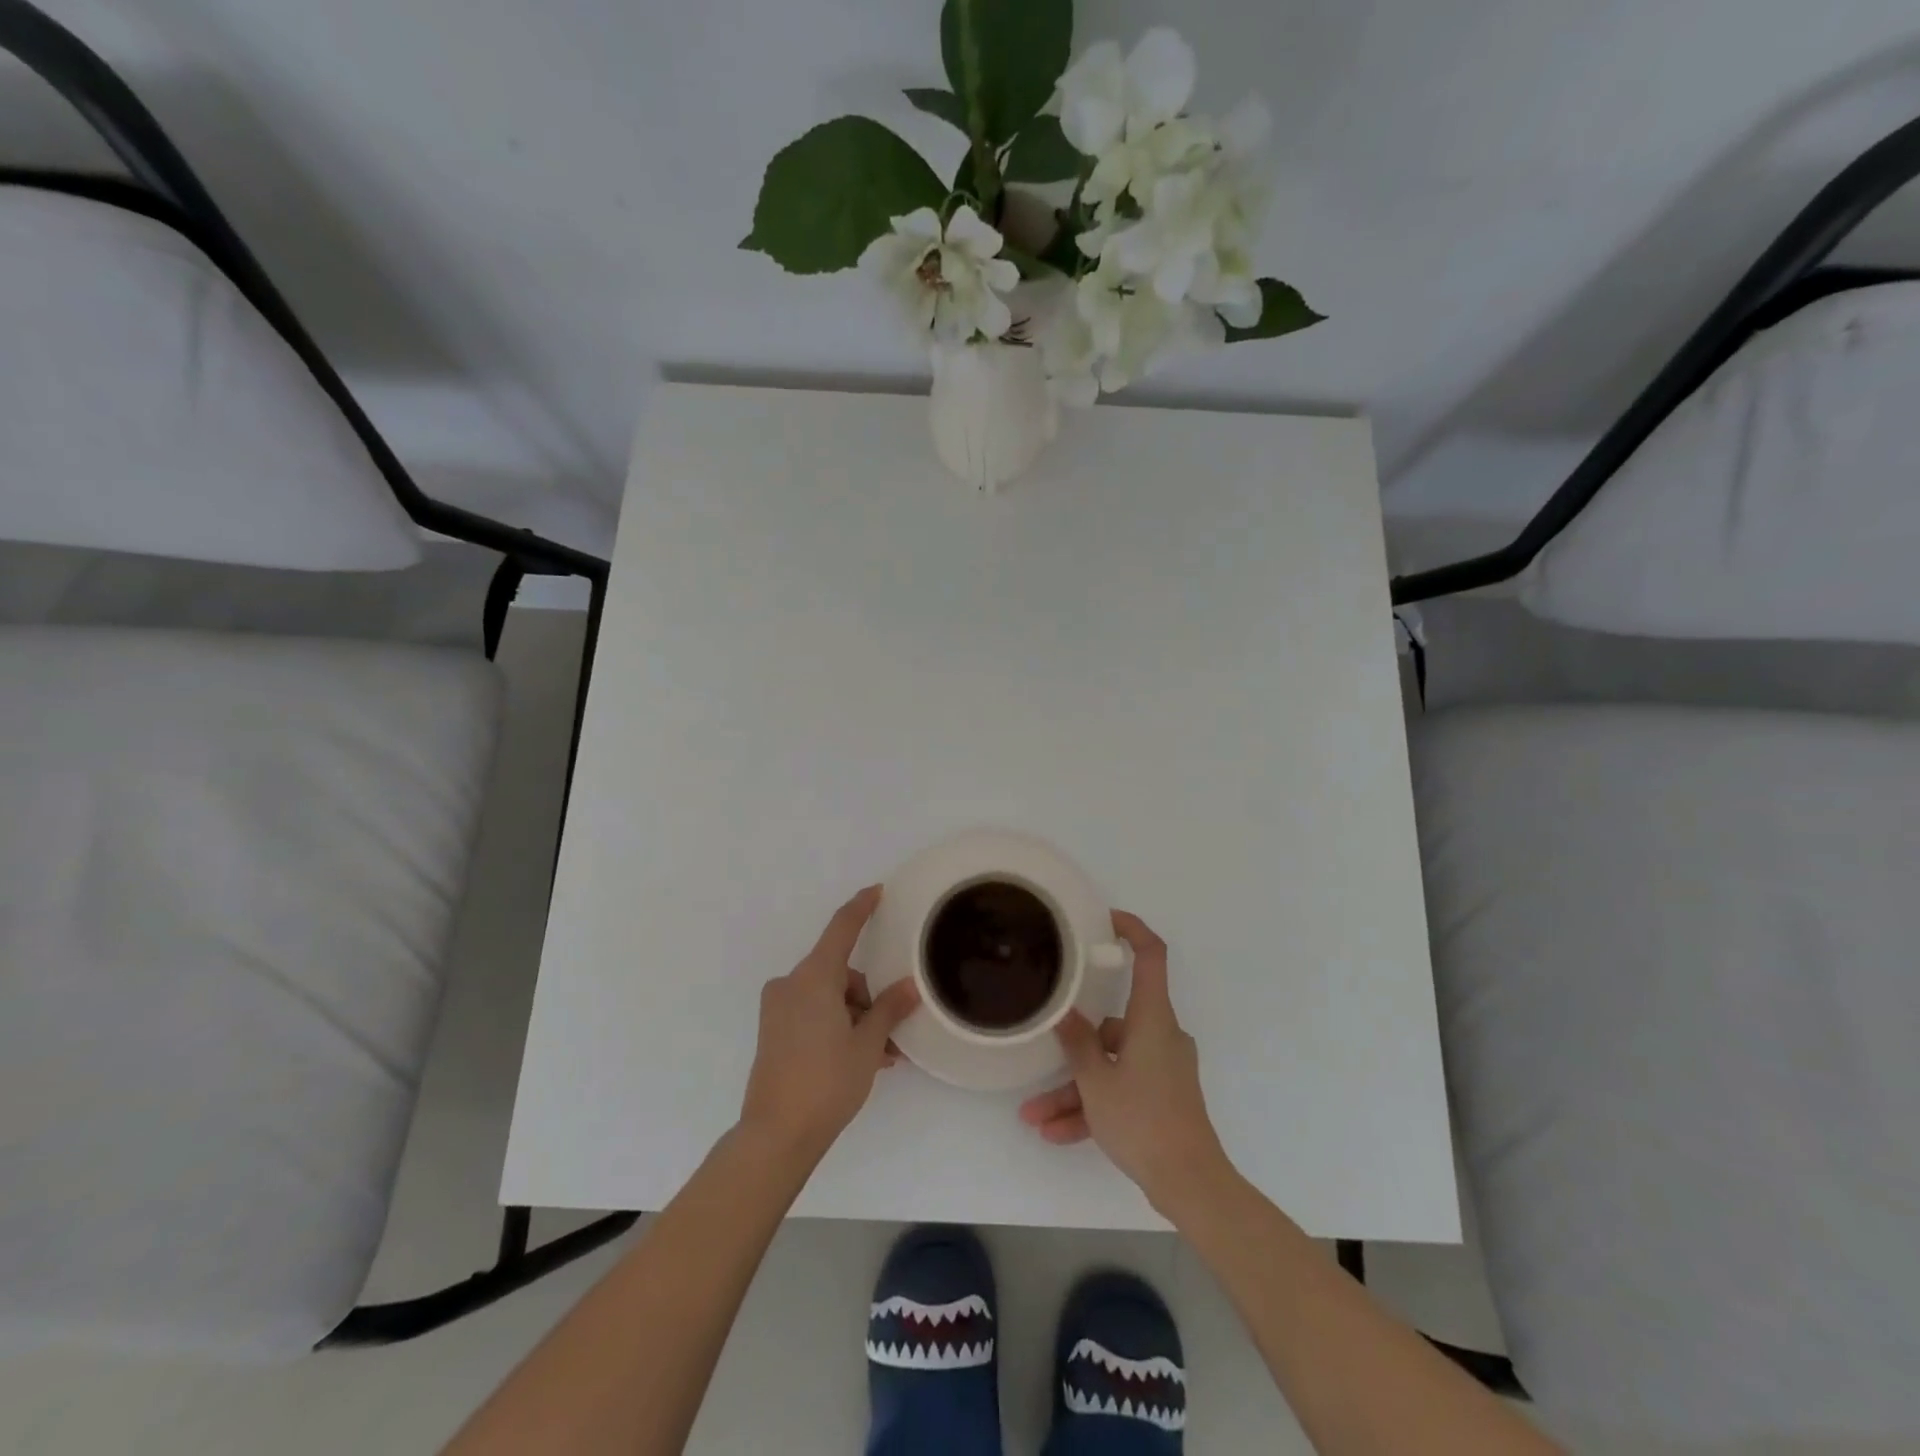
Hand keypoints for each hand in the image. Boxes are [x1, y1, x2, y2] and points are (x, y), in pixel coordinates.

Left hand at [739, 887, 920, 1164]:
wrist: (776, 1134)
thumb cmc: (827, 1081)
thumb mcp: (867, 1043)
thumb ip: (889, 1008)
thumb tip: (910, 987)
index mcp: (813, 978)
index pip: (842, 928)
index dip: (861, 907)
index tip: (877, 891)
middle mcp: (791, 984)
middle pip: (839, 973)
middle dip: (867, 997)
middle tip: (889, 1035)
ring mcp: (778, 1008)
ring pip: (828, 997)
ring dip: (854, 1018)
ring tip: (879, 1056)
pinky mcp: (773, 1031)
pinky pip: (812, 1013)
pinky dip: (835, 1026)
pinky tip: (857, 1059)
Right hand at [1018, 911, 1232, 1214]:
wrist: (1191, 1184)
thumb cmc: (1144, 1120)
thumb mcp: (1097, 1082)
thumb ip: (1077, 1044)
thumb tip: (1064, 1012)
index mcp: (1153, 1019)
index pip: (1151, 956)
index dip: (1132, 930)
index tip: (1106, 919)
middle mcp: (1161, 1035)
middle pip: (1111, 1027)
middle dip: (1072, 1051)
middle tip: (1038, 1065)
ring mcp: (1163, 1067)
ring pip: (1110, 1066)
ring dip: (1075, 1091)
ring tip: (1035, 1119)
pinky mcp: (1162, 1096)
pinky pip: (1121, 1090)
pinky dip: (1093, 1107)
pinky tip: (1057, 1135)